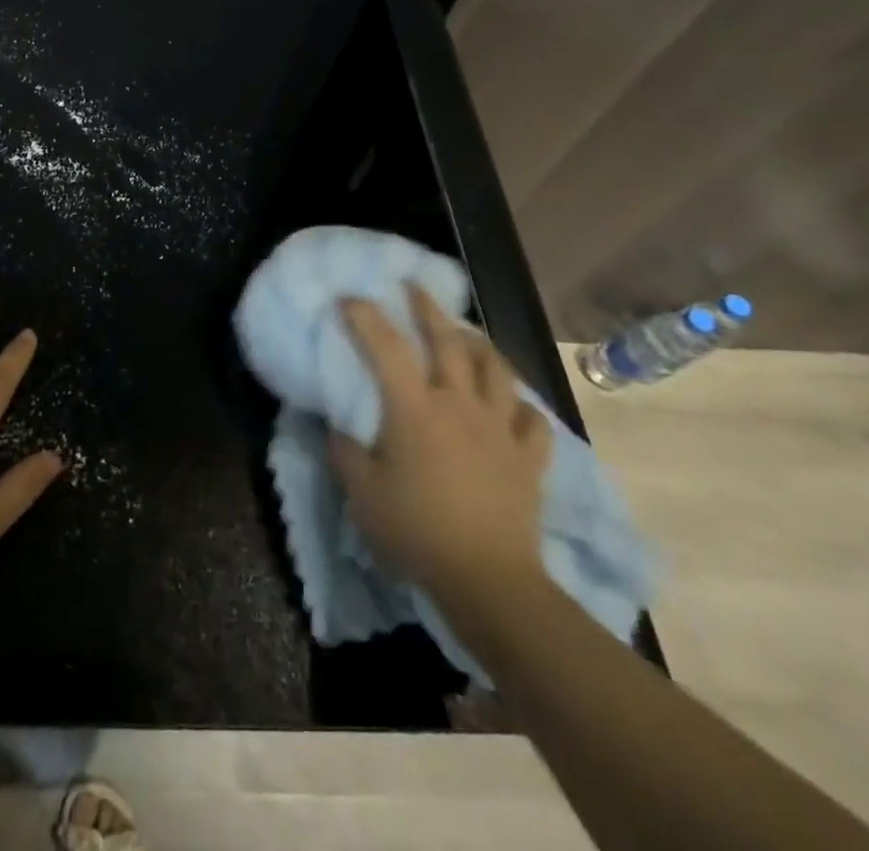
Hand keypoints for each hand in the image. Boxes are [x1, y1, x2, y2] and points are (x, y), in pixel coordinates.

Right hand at [328, 286, 551, 613]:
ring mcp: (499, 428)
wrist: (488, 581)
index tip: (349, 299)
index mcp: (414, 408)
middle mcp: (459, 404)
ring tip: (466, 335)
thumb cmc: (416, 531)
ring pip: (496, 369)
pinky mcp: (528, 457)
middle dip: (427, 308)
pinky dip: (520, 405)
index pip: (386, 345)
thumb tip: (338, 421)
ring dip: (479, 344)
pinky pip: (530, 419)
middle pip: (448, 340)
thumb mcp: (362, 491)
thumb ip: (345, 449)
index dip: (365, 315)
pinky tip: (510, 404)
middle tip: (413, 288)